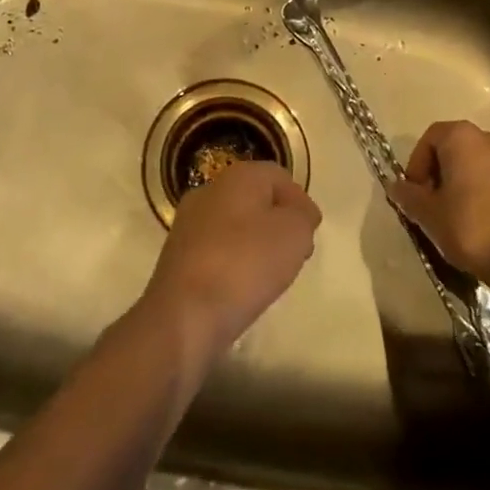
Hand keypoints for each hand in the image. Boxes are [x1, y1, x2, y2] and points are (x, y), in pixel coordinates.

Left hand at [143, 161, 320, 359]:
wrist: (184, 314)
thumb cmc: (245, 264)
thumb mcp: (294, 234)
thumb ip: (302, 217)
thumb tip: (297, 214)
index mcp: (238, 175)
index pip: (279, 176)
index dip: (300, 202)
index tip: (312, 233)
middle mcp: (210, 189)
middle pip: (255, 198)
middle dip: (278, 222)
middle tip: (296, 253)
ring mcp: (189, 221)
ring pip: (234, 224)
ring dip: (256, 243)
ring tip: (271, 275)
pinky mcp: (177, 254)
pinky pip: (217, 249)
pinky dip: (234, 262)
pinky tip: (242, 287)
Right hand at [388, 120, 489, 313]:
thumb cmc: (474, 228)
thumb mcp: (430, 215)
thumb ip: (410, 197)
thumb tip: (396, 186)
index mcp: (463, 136)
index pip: (430, 138)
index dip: (417, 165)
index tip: (415, 195)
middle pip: (457, 149)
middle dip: (442, 174)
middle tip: (434, 206)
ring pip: (481, 166)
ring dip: (466, 185)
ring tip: (458, 218)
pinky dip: (489, 195)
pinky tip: (485, 225)